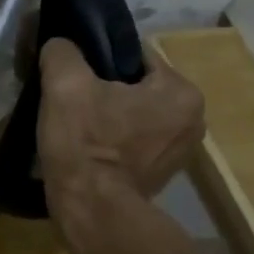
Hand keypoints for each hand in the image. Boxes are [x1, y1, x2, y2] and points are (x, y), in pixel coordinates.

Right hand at [37, 38, 204, 201]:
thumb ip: (62, 52)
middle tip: (69, 100)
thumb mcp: (64, 85)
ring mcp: (180, 151)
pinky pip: (134, 141)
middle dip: (104, 89)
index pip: (134, 56)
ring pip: (134, 114)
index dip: (97, 60)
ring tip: (75, 124)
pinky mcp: (162, 174)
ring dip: (107, 115)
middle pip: (135, 87)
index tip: (71, 74)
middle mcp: (193, 118)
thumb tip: (60, 43)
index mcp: (180, 91)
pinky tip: (87, 148)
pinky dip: (113, 140)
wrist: (92, 210)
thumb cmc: (85, 143)